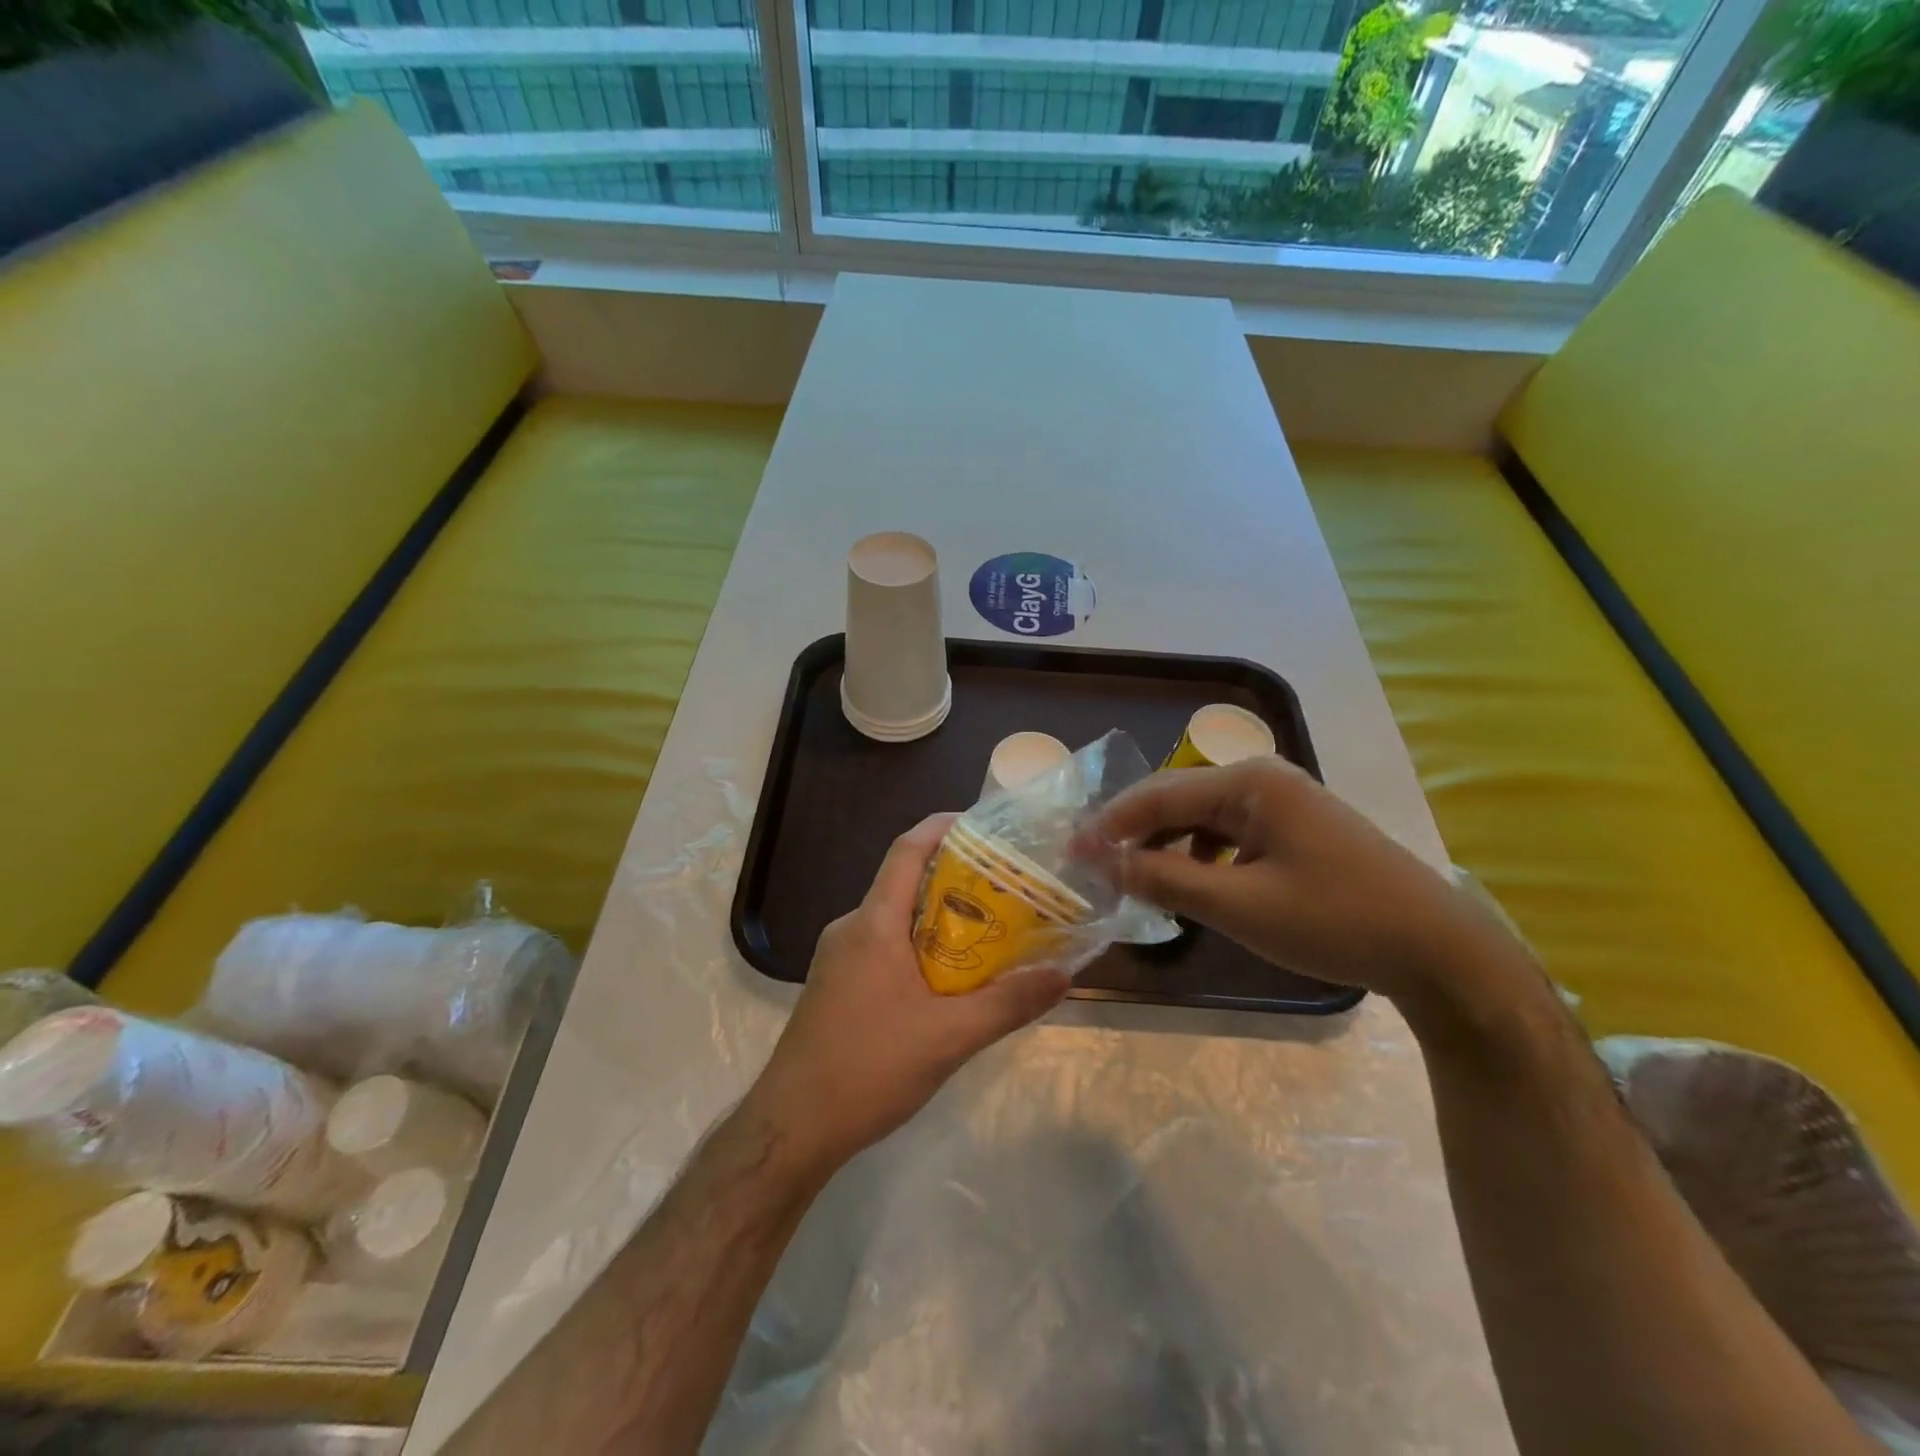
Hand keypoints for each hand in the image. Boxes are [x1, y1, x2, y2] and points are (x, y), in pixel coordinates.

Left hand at [747, 814, 1070, 1176]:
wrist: (792, 1128)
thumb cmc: (867, 1069)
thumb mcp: (949, 1038)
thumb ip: (1008, 1003)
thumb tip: (1063, 973)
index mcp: (873, 923)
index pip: (908, 849)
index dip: (944, 826)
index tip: (987, 825)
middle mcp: (852, 928)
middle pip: (907, 882)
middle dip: (958, 879)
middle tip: (1009, 888)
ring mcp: (840, 957)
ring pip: (898, 919)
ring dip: (942, 919)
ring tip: (992, 932)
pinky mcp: (838, 985)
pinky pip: (886, 947)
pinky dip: (922, 948)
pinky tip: (951, 981)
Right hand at [1096, 758, 1528, 1007]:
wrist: (1439, 951)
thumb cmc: (1335, 921)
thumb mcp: (1239, 906)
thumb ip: (1165, 879)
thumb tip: (1103, 862)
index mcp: (1251, 783)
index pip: (1159, 795)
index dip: (1109, 825)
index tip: (1069, 853)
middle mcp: (1264, 780)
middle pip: (1179, 800)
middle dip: (1134, 833)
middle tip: (1093, 867)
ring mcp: (1284, 803)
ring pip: (1203, 818)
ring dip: (1166, 846)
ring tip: (1135, 879)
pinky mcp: (1296, 829)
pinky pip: (1230, 835)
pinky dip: (1200, 857)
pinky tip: (1192, 884)